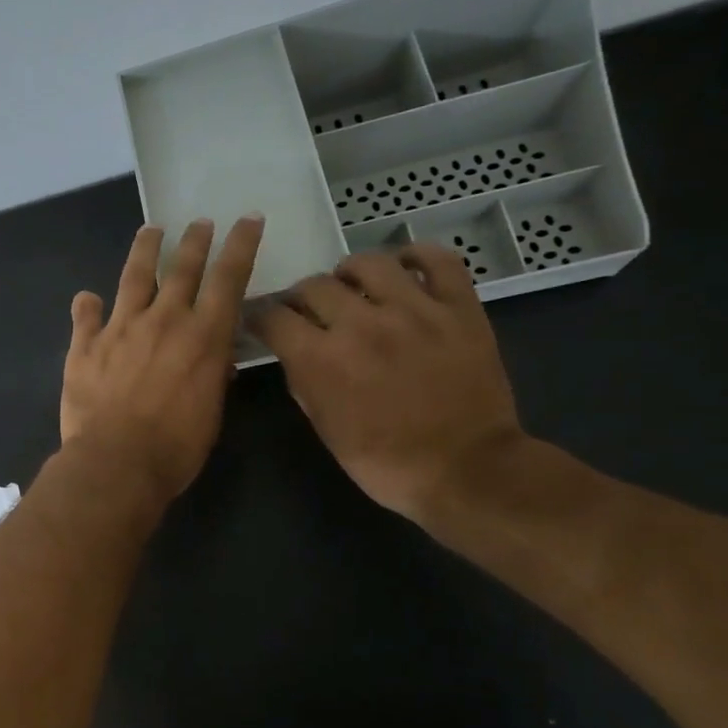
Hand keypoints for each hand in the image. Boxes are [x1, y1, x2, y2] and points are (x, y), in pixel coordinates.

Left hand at [61, 215, 264, 498]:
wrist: (116, 461)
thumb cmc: (175, 447)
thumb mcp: (211, 412)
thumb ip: (212, 375)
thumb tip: (215, 359)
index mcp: (203, 336)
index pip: (229, 278)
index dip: (241, 245)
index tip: (247, 219)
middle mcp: (164, 320)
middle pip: (182, 268)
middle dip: (195, 241)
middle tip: (200, 222)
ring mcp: (121, 327)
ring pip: (134, 276)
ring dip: (144, 250)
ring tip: (151, 231)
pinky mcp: (85, 345)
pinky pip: (85, 316)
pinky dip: (86, 306)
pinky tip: (86, 297)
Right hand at [248, 246, 523, 521]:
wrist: (466, 471)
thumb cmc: (385, 462)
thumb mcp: (325, 428)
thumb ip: (304, 382)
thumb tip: (294, 354)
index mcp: (321, 359)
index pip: (273, 317)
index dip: (261, 317)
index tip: (262, 321)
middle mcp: (362, 324)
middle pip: (314, 285)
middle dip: (301, 298)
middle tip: (308, 312)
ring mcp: (415, 311)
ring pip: (369, 263)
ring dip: (349, 272)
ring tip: (353, 286)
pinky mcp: (459, 308)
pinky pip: (438, 260)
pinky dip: (416, 256)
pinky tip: (404, 267)